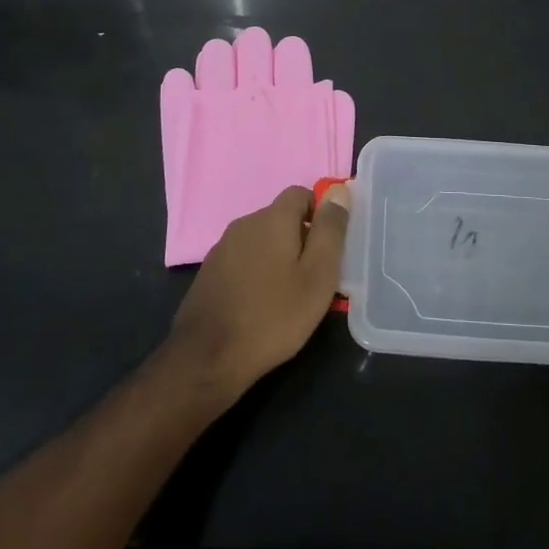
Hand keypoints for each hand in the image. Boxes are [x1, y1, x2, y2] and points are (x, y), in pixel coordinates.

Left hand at [166, 184, 348, 401]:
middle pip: (281, 218)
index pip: (301, 193)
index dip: (320, 213)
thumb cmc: (274, 315)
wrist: (208, 357)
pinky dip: (257, 272)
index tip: (329, 247)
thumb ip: (330, 230)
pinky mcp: (209, 272)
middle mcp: (244, 223)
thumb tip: (339, 191)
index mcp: (272, 218)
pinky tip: (261, 304)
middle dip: (301, 239)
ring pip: (261, 240)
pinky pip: (243, 259)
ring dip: (278, 257)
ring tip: (289, 294)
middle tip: (314, 277)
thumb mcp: (318, 275)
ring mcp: (222, 248)